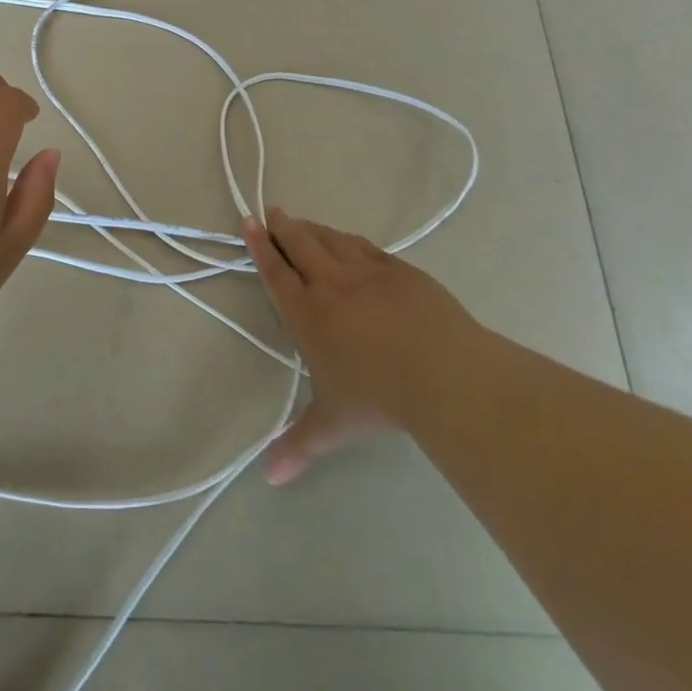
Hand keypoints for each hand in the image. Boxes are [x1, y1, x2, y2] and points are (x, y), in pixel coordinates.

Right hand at [244, 208, 479, 484]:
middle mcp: (332, 283)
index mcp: (307, 313)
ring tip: (305, 222)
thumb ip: (300, 444)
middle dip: (284, 227)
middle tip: (273, 211)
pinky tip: (351, 242)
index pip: (276, 272)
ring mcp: (368, 272)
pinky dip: (351, 241)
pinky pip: (368, 248)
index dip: (260, 247)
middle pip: (301, 244)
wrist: (442, 372)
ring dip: (315, 229)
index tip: (249, 222)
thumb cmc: (378, 396)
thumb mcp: (333, 423)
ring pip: (333, 240)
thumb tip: (270, 479)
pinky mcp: (401, 271)